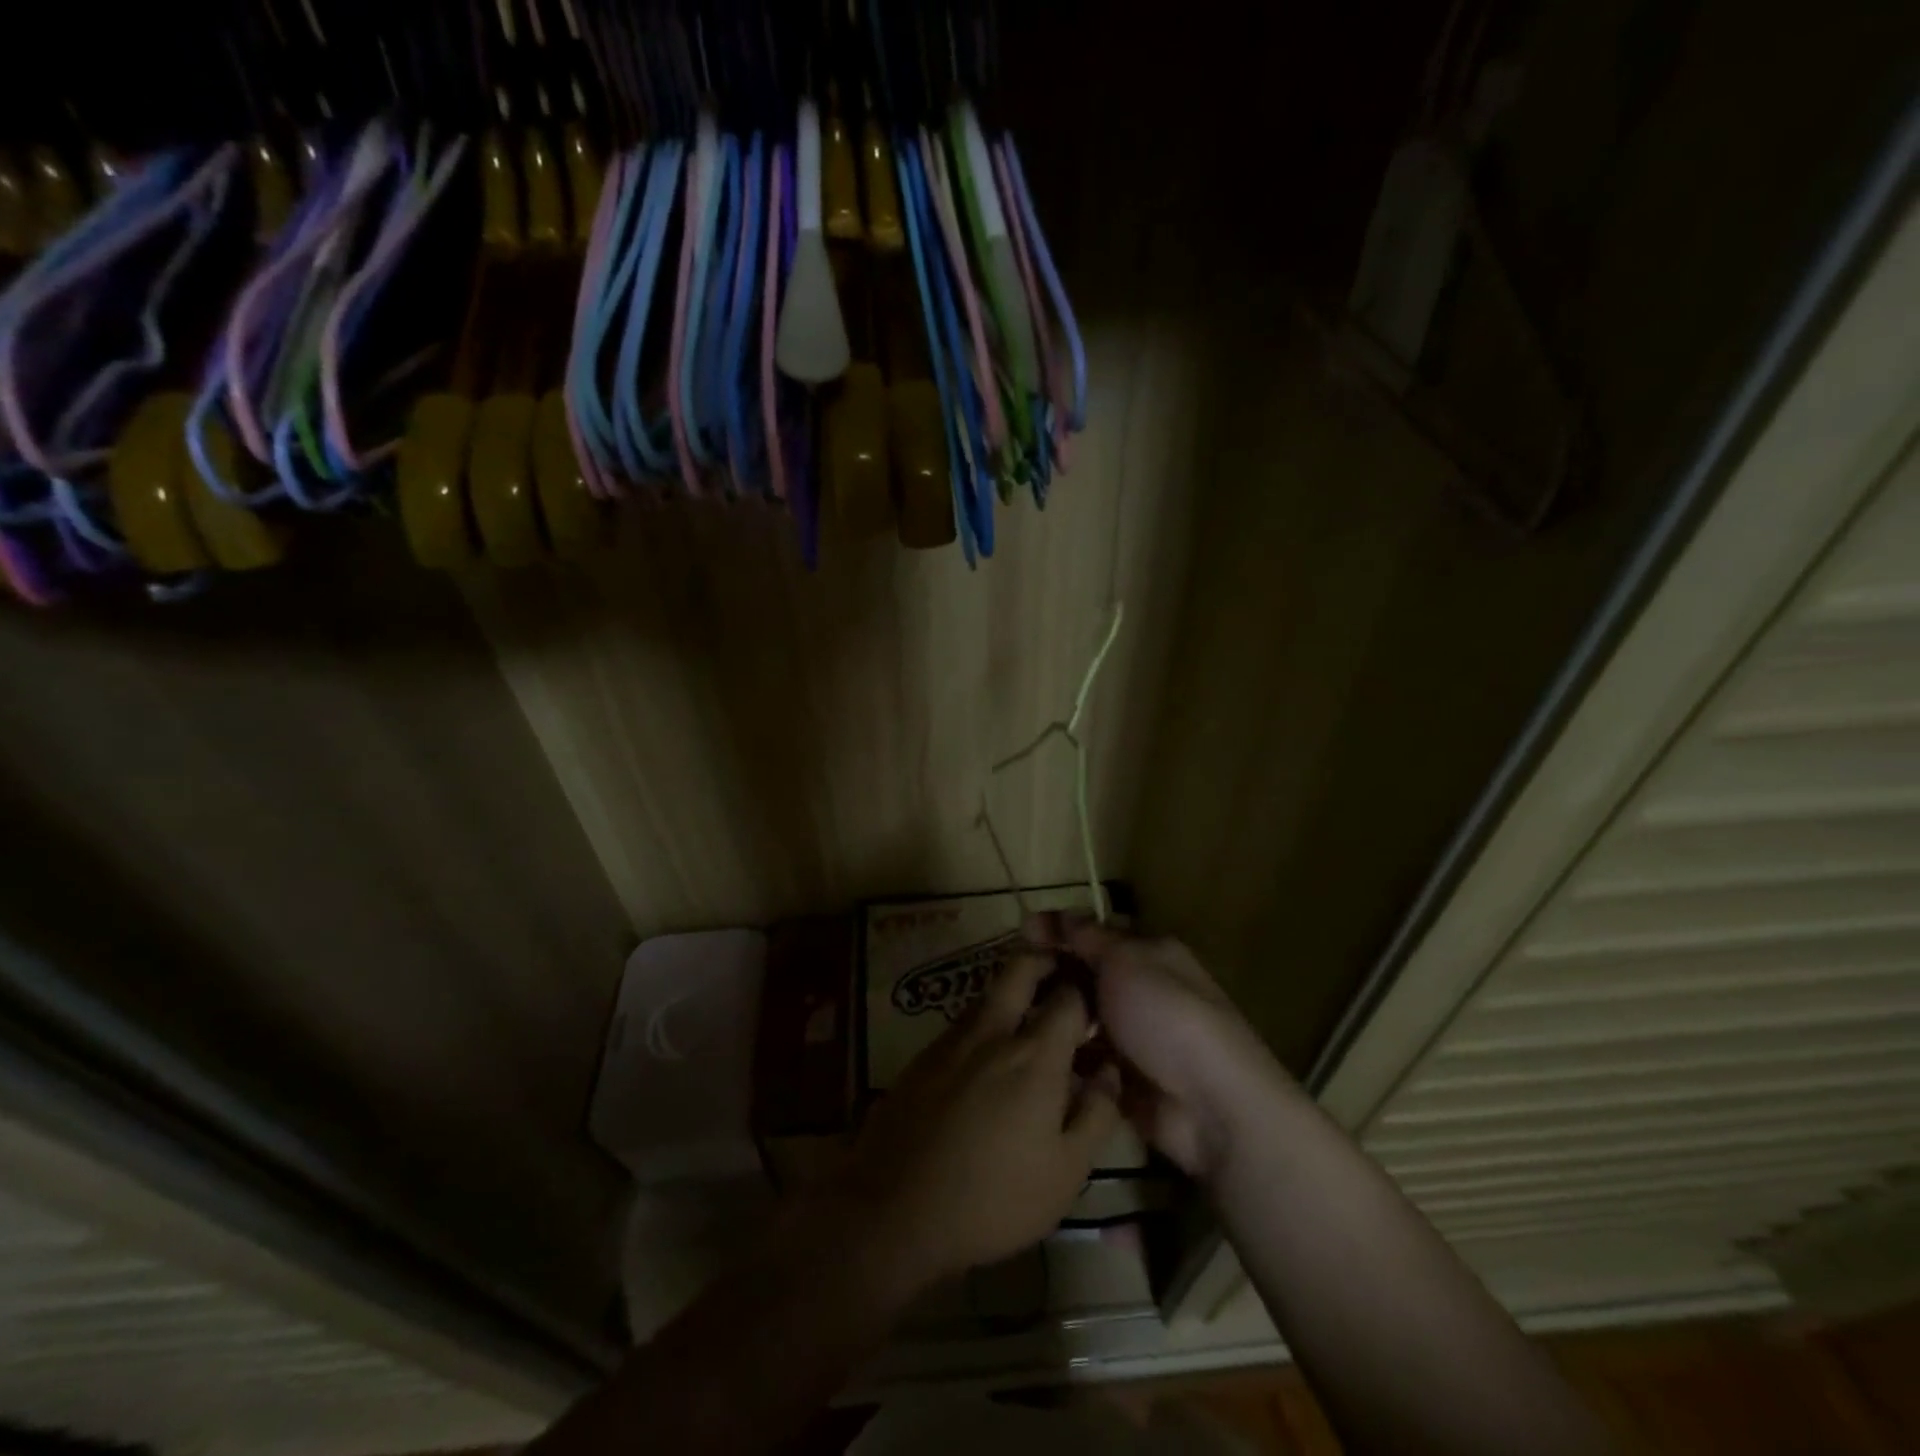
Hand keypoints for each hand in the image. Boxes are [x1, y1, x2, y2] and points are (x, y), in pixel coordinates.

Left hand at [831, 951, 1121, 1294]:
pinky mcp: (922, 1057)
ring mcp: (951, 1041)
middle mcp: (992, 1033)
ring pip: (988, 994)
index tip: (1099, 1001)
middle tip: (1062, 974)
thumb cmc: (994, 1198)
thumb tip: (1109, 1071)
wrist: (894, 1210)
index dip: (1088, 991)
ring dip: (1013, 992)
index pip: (1069, 996)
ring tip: (1031, 1018)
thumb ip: (1096, 1114)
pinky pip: (963, 1023)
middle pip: (1019, 969)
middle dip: (1045, 960)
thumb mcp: (1066, 1172)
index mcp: (1034, 1055)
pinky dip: (985, 1023)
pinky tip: (988, 1056)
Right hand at [1027, 915, 1287, 1184]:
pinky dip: (1063, 1056)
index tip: (1020, 933)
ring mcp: (1132, 1036)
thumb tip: (1058, 915)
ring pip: (1080, 1017)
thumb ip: (1088, 937)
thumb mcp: (1125, 960)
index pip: (1095, 932)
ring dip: (1053, 1017)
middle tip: (1009, 981)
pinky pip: (1083, 1059)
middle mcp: (1141, 989)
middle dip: (1051, 974)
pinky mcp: (1122, 1079)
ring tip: (1014, 1019)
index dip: (1059, 929)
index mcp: (1149, 953)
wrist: (1211, 1106)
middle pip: (1084, 974)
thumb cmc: (1167, 1016)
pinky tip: (1031, 1054)